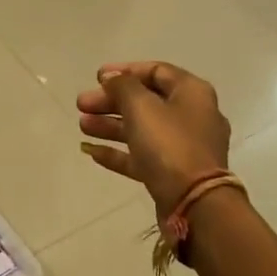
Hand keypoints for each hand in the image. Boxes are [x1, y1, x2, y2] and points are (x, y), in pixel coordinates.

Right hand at [77, 61, 231, 216]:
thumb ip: (122, 86)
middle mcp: (192, 115)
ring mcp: (184, 147)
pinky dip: (119, 152)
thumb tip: (112, 78)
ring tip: (82, 126)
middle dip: (111, 102)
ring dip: (110, 126)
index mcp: (192, 92)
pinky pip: (143, 156)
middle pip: (146, 101)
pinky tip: (91, 151)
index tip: (97, 77)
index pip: (156, 71)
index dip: (125, 71)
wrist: (195, 204)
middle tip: (81, 105)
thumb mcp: (141, 107)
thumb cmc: (169, 145)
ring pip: (142, 129)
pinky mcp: (173, 173)